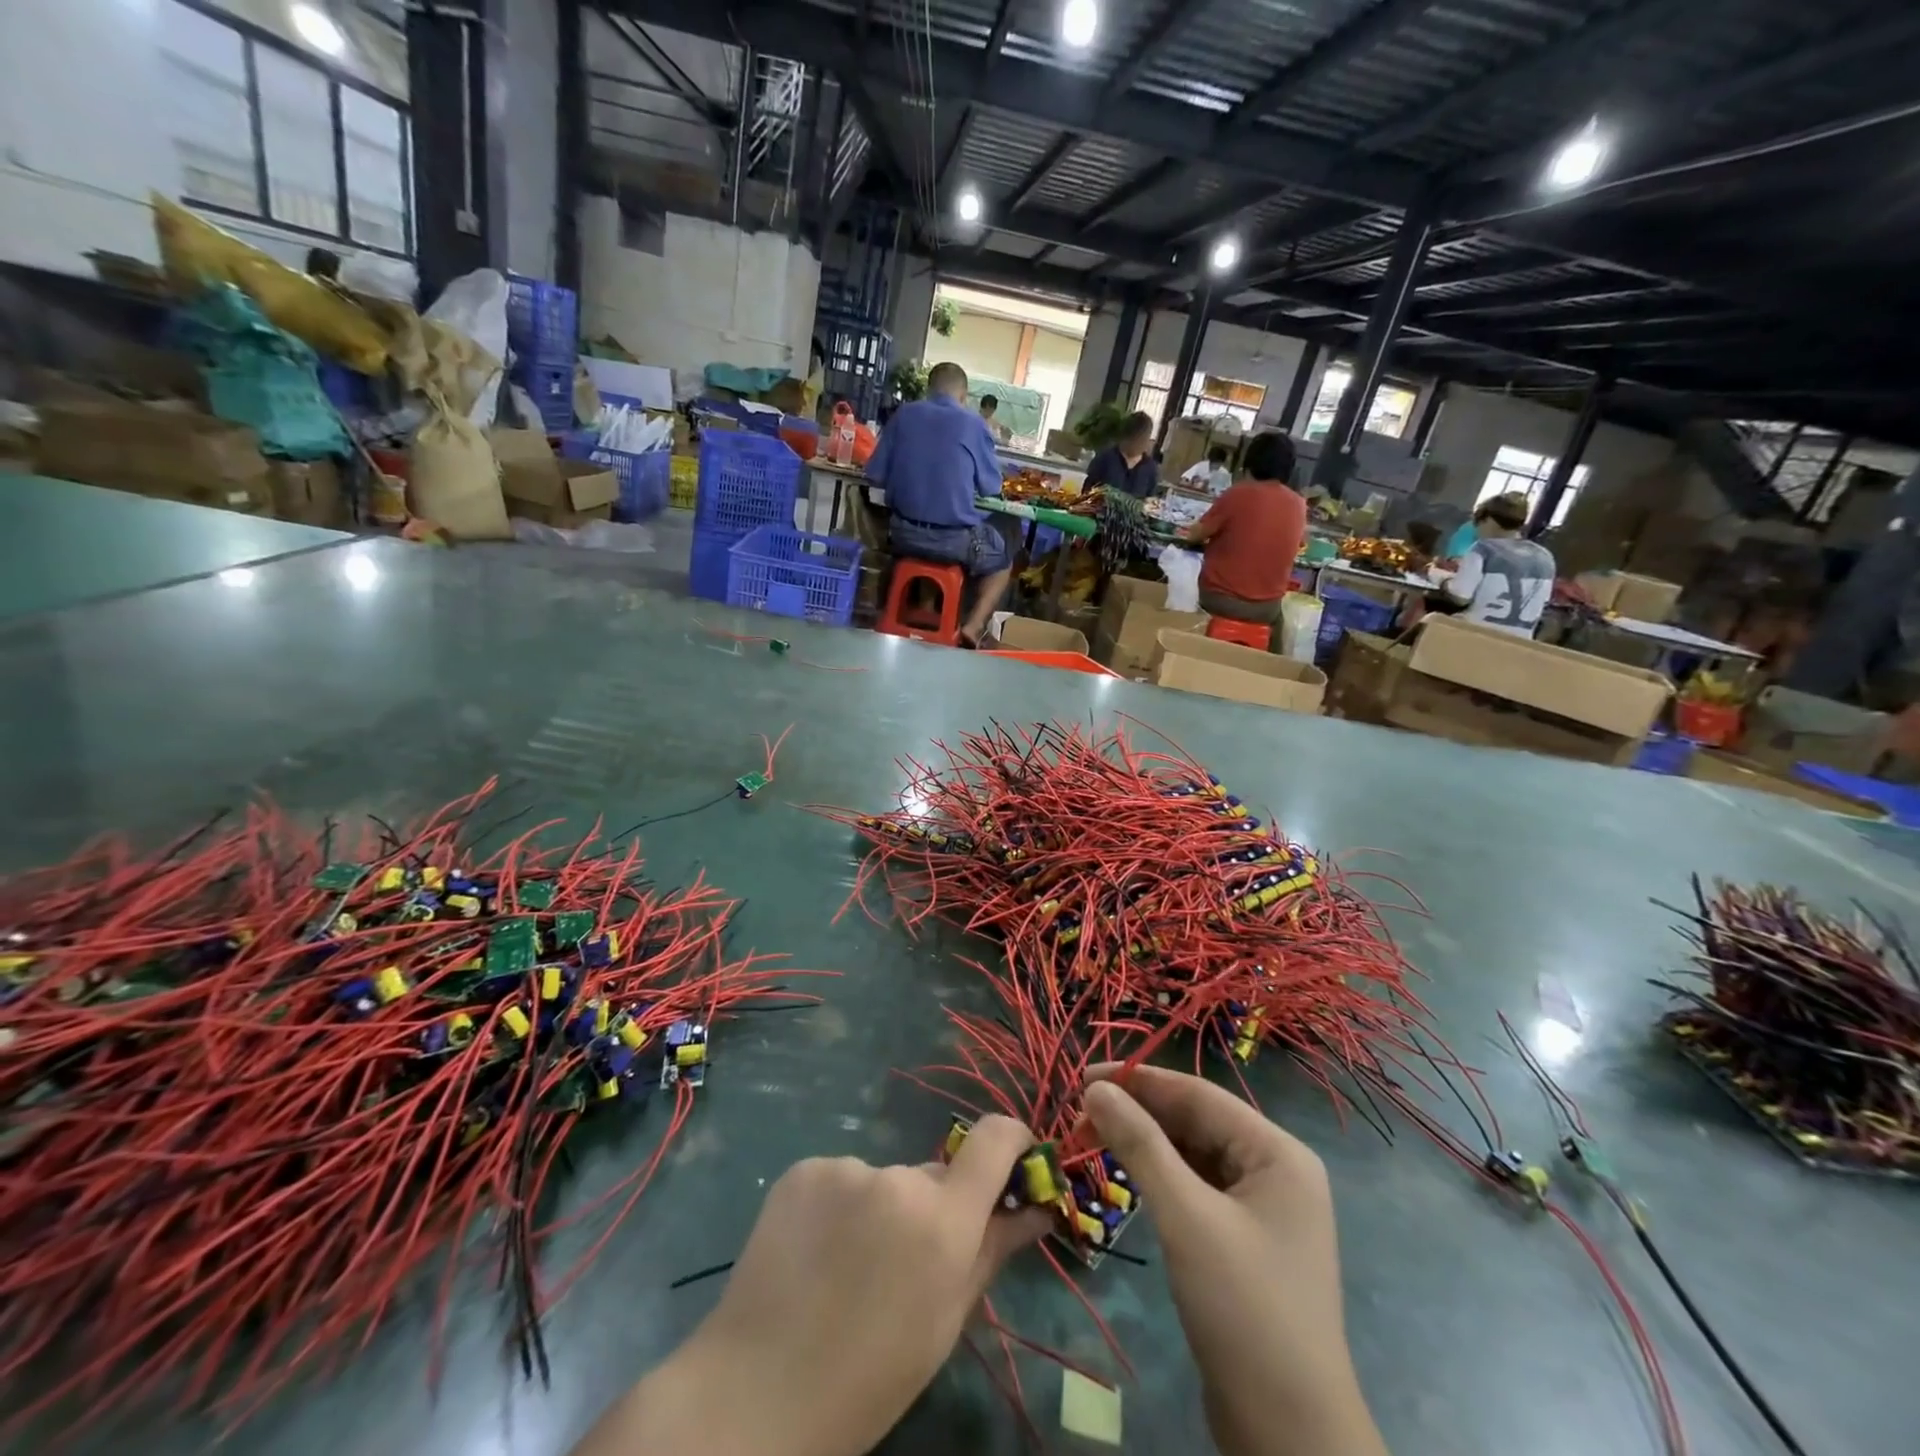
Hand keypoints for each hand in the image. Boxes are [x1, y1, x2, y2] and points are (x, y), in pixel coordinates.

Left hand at [579, 1117, 1049, 1455]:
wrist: (755, 1394)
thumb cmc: (869, 1378)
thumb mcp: (946, 1322)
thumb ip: (994, 1250)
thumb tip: (1037, 1206)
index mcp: (943, 1220)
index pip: (996, 1139)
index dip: (1013, 1140)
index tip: (1015, 1162)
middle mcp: (898, 1177)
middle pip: (933, 1174)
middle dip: (932, 1206)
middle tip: (902, 1265)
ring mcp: (846, 1167)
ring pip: (884, 1180)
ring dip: (881, 1209)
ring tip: (846, 1269)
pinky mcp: (805, 1168)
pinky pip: (842, 1178)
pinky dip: (840, 1206)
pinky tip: (814, 1255)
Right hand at [1085, 1065, 1386, 1455]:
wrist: (1289, 1435)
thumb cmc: (1243, 1309)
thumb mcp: (1186, 1217)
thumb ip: (1140, 1145)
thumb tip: (1096, 1089)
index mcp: (1278, 1153)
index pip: (1199, 1095)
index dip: (1140, 1080)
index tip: (1084, 1075)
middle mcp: (1276, 1170)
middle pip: (1197, 1122)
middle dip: (1140, 1113)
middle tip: (1080, 1112)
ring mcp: (1264, 1208)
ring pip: (1194, 1154)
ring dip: (1147, 1144)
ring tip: (1094, 1137)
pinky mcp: (1246, 1239)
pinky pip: (1198, 1187)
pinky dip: (1161, 1177)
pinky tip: (1128, 1175)